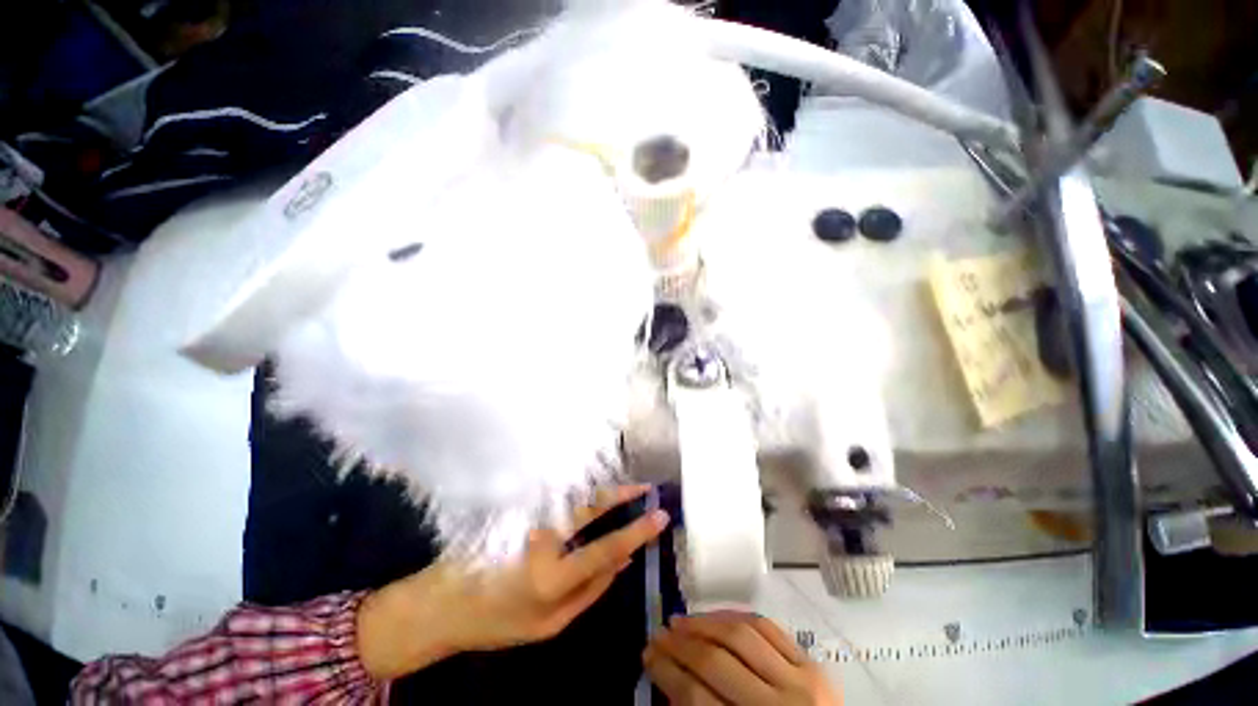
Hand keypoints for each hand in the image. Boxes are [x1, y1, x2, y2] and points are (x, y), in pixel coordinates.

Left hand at [358, 485, 668, 678]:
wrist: (441, 603)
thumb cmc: (496, 621)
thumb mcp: (549, 624)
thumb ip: (590, 591)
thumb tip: (623, 560)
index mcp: (551, 578)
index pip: (606, 548)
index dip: (637, 531)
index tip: (661, 515)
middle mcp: (542, 538)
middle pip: (592, 507)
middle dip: (622, 493)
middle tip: (646, 486)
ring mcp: (527, 517)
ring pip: (575, 495)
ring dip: (603, 488)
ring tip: (626, 487)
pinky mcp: (517, 506)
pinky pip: (559, 495)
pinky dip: (581, 490)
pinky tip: (592, 489)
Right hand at [644, 612, 840, 705]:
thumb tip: (671, 679)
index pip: (697, 699)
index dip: (666, 672)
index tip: (647, 655)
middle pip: (716, 663)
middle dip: (679, 645)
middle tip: (658, 635)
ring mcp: (802, 681)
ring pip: (741, 635)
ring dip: (703, 623)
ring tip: (680, 620)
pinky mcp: (814, 664)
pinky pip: (768, 626)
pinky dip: (736, 615)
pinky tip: (716, 616)